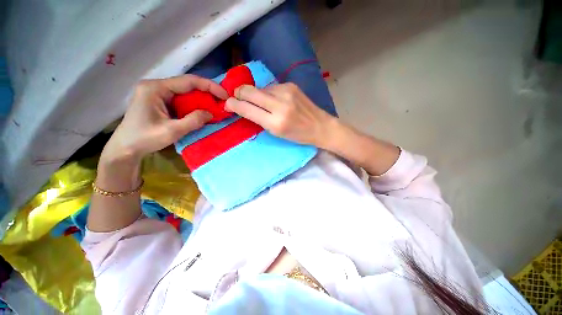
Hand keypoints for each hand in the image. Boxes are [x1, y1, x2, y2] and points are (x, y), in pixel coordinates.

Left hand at [102, 75, 227, 161]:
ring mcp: (157, 92)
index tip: (225, 95)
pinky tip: (202, 111)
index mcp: (156, 88)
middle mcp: (156, 86)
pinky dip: (194, 104)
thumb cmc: (144, 139)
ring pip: (185, 92)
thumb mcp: (172, 131)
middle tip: (223, 102)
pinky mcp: (159, 101)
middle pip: (187, 85)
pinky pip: (181, 99)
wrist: (125, 148)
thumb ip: (193, 121)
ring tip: (216, 106)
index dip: (210, 86)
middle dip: (207, 92)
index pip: (188, 81)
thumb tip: (210, 113)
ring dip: (202, 99)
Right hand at [224, 83, 335, 147]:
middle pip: (249, 91)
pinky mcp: (290, 84)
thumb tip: (243, 106)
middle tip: (236, 98)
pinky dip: (267, 93)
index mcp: (276, 122)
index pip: (247, 109)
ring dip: (255, 94)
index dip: (233, 104)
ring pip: (259, 88)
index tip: (227, 104)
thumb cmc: (298, 135)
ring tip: (260, 103)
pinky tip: (272, 99)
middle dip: (239, 93)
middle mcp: (280, 104)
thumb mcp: (277, 133)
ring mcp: (286, 91)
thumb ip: (259, 119)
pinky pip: (271, 87)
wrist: (320, 126)